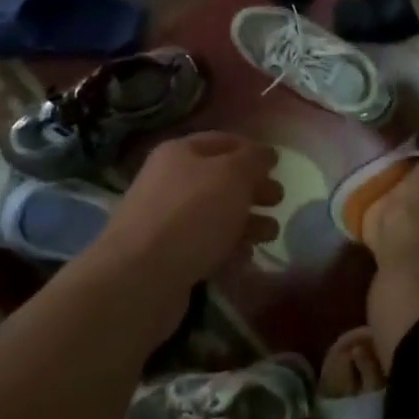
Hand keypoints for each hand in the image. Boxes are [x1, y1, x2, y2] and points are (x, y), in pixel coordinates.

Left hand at [100, 132, 281, 288]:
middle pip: (220, 179)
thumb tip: (266, 154)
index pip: (224, 141)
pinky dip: (228, 248)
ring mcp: (165, 220)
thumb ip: (254, 160)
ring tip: (270, 234)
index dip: (253, 150)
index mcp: (180, 152)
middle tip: (278, 200)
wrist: (140, 277)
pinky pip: (205, 245)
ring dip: (246, 221)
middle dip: (253, 188)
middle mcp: (169, 181)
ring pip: (215, 214)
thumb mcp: (233, 175)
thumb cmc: (192, 214)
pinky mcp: (166, 256)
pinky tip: (245, 257)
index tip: (278, 165)